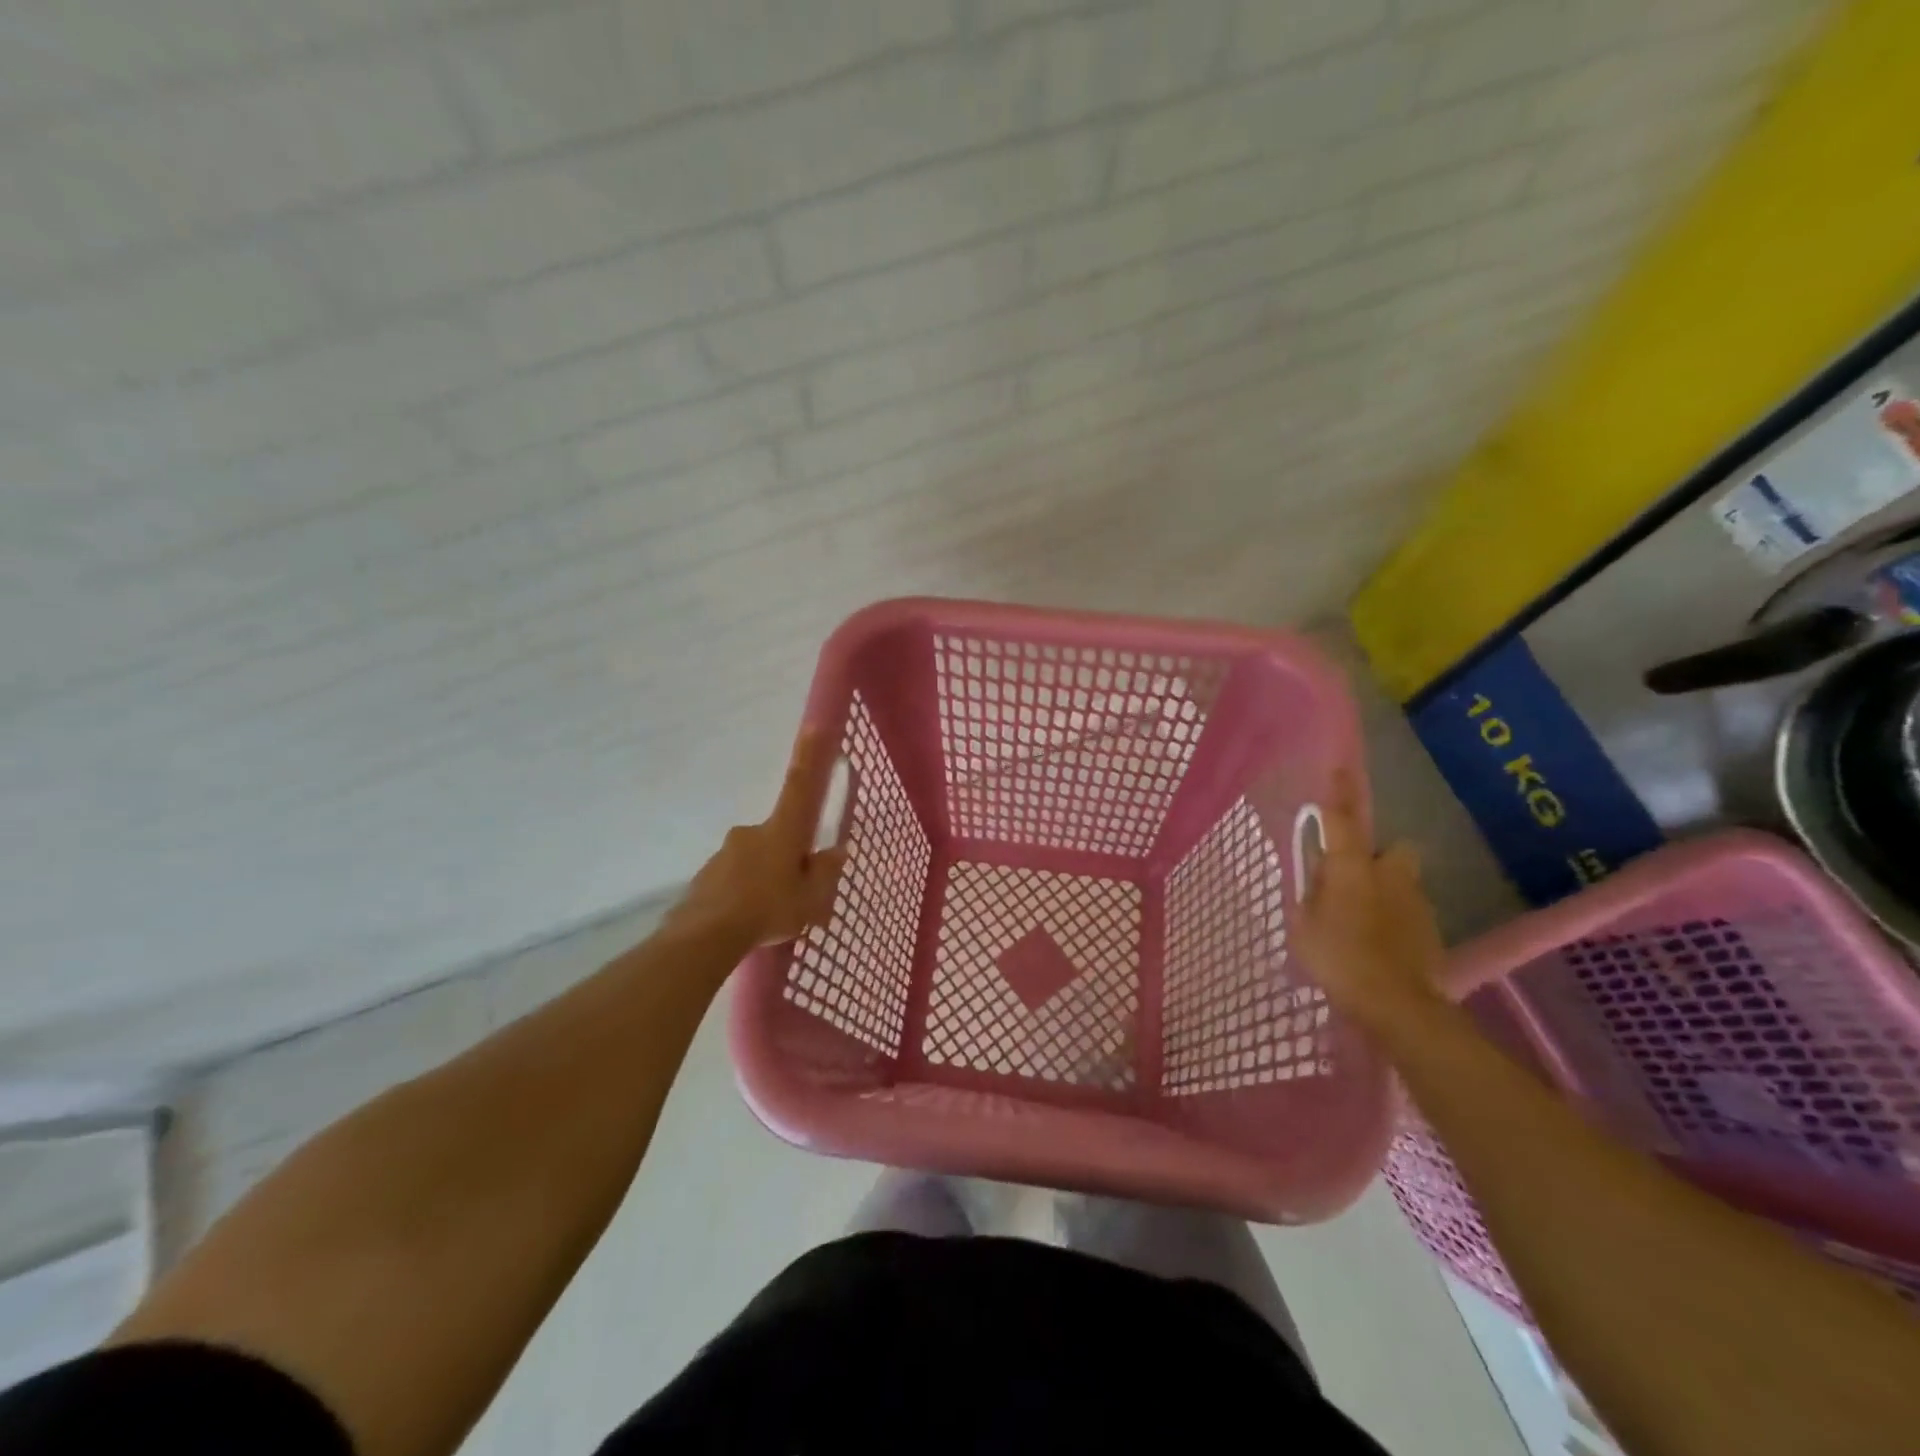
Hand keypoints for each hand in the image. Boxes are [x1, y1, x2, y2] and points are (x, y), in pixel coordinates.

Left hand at [669, 730, 846, 948]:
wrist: (704, 936)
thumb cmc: (768, 910)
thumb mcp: (811, 900)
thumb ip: (825, 874)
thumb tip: (835, 852)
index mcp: (782, 832)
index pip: (800, 786)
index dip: (810, 757)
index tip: (814, 726)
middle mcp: (751, 833)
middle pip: (777, 836)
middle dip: (786, 857)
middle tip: (793, 893)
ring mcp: (725, 853)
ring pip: (753, 859)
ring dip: (763, 878)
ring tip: (767, 916)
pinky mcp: (705, 875)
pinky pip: (732, 879)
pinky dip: (741, 894)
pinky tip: (745, 921)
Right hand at [1293, 770, 1448, 1029]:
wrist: (1397, 1004)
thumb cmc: (1338, 958)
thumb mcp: (1303, 925)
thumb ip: (1311, 896)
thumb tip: (1320, 878)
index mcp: (1351, 868)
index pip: (1343, 820)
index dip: (1339, 794)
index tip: (1338, 769)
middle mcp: (1388, 875)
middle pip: (1390, 850)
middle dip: (1376, 858)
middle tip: (1353, 881)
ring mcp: (1415, 902)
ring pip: (1401, 882)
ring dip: (1385, 891)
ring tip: (1364, 922)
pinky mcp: (1432, 929)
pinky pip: (1409, 911)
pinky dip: (1396, 920)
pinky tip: (1381, 946)